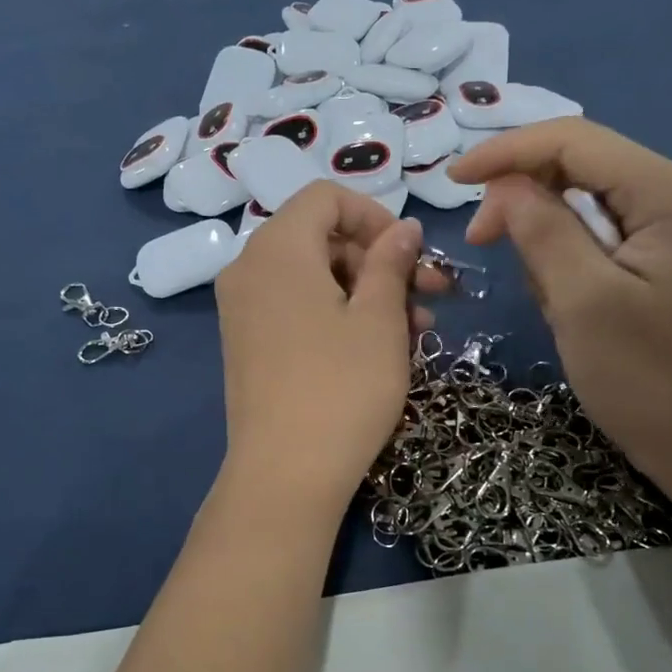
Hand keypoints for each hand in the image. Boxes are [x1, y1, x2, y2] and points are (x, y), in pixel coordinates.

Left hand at [215, 182, 440, 506]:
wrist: (285, 474)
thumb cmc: (342, 387)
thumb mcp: (380, 319)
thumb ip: (391, 262)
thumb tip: (403, 229)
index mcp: (277, 248)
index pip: (326, 197)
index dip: (375, 216)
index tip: (411, 255)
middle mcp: (248, 268)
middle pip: (321, 238)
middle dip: (379, 261)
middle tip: (429, 298)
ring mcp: (242, 310)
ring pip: (313, 278)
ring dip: (367, 293)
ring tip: (416, 333)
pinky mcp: (246, 344)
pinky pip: (295, 308)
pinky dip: (336, 315)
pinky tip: (377, 349)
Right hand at [448, 118, 671, 499]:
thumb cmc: (647, 376)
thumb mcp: (583, 301)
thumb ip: (541, 230)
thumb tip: (502, 185)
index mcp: (663, 192)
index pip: (572, 140)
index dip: (506, 151)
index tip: (450, 182)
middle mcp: (667, 194)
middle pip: (574, 163)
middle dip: (521, 196)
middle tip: (480, 242)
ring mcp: (661, 228)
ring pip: (576, 203)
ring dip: (542, 239)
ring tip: (545, 298)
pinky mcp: (649, 259)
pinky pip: (588, 238)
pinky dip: (560, 262)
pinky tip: (563, 304)